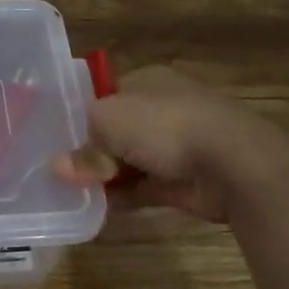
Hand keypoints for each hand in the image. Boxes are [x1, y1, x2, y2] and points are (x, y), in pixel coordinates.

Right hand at [56, 65, 288, 222]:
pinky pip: (141, 188)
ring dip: (104, 175)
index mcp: (147, 80)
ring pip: (127, 160)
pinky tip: (95, 208)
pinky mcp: (181, 180)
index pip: (104, 93)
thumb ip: (84, 146)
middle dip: (90, 148)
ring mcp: (174, 145)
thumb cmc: (165, 126)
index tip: (56, 136)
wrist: (233, 163)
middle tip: (59, 167)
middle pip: (114, 129)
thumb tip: (61, 168)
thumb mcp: (108, 124)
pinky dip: (121, 197)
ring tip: (71, 191)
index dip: (79, 113)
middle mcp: (160, 108)